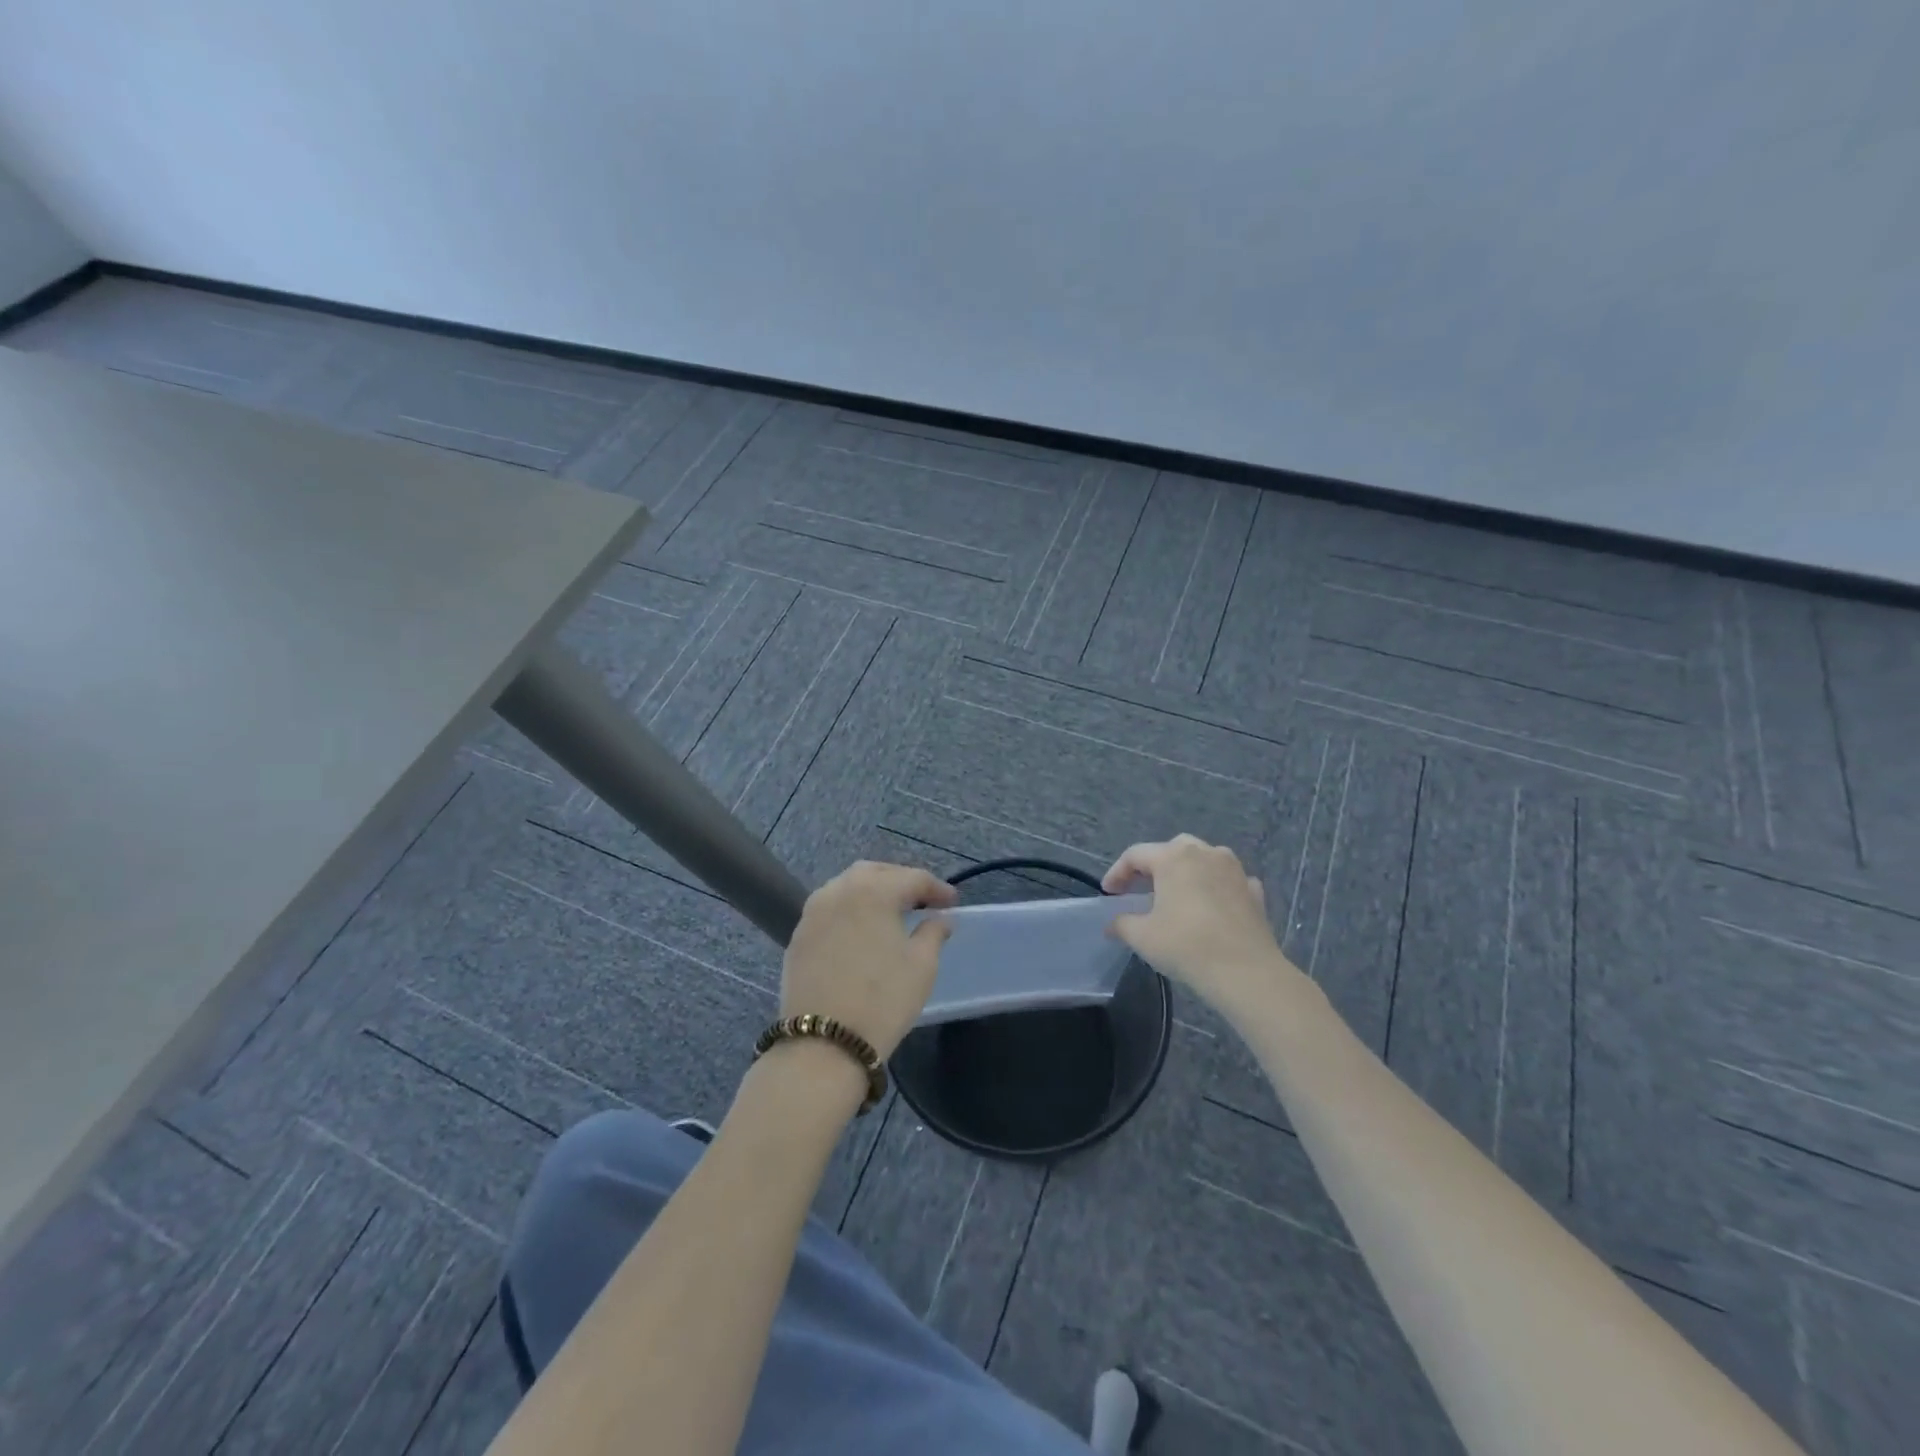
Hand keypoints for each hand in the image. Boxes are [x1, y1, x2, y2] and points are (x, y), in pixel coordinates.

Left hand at [781, 861, 957, 1059]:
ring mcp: (813, 912)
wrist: (823, 1044)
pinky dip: (850, 910)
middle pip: (876, 873)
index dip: (937, 888)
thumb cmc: (882, 1000)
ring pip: (847, 886)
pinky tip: (861, 930)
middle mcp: (839, 890)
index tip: (952, 903)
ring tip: (892, 912)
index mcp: (873, 891)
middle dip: (901, 881)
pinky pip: (829, 908)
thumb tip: (940, 918)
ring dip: (872, 891)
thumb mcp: (921, 966)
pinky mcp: (798, 935)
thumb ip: (933, 932)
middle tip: (922, 901)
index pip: (912, 878)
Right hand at [1102, 834, 1302, 1018]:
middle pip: (1172, 849)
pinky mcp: (1254, 890)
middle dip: (1153, 866)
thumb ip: (1122, 924)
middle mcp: (1205, 853)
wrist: (1246, 972)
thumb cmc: (1187, 946)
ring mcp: (1234, 869)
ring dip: (1187, 872)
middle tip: (1141, 889)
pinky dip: (1215, 887)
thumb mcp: (1142, 937)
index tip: (1109, 893)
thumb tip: (1112, 925)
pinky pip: (1228, 880)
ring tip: (1177, 896)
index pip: (1136, 855)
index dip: (1117, 872)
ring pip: (1204, 859)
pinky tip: (1211, 906)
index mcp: (1174, 858)